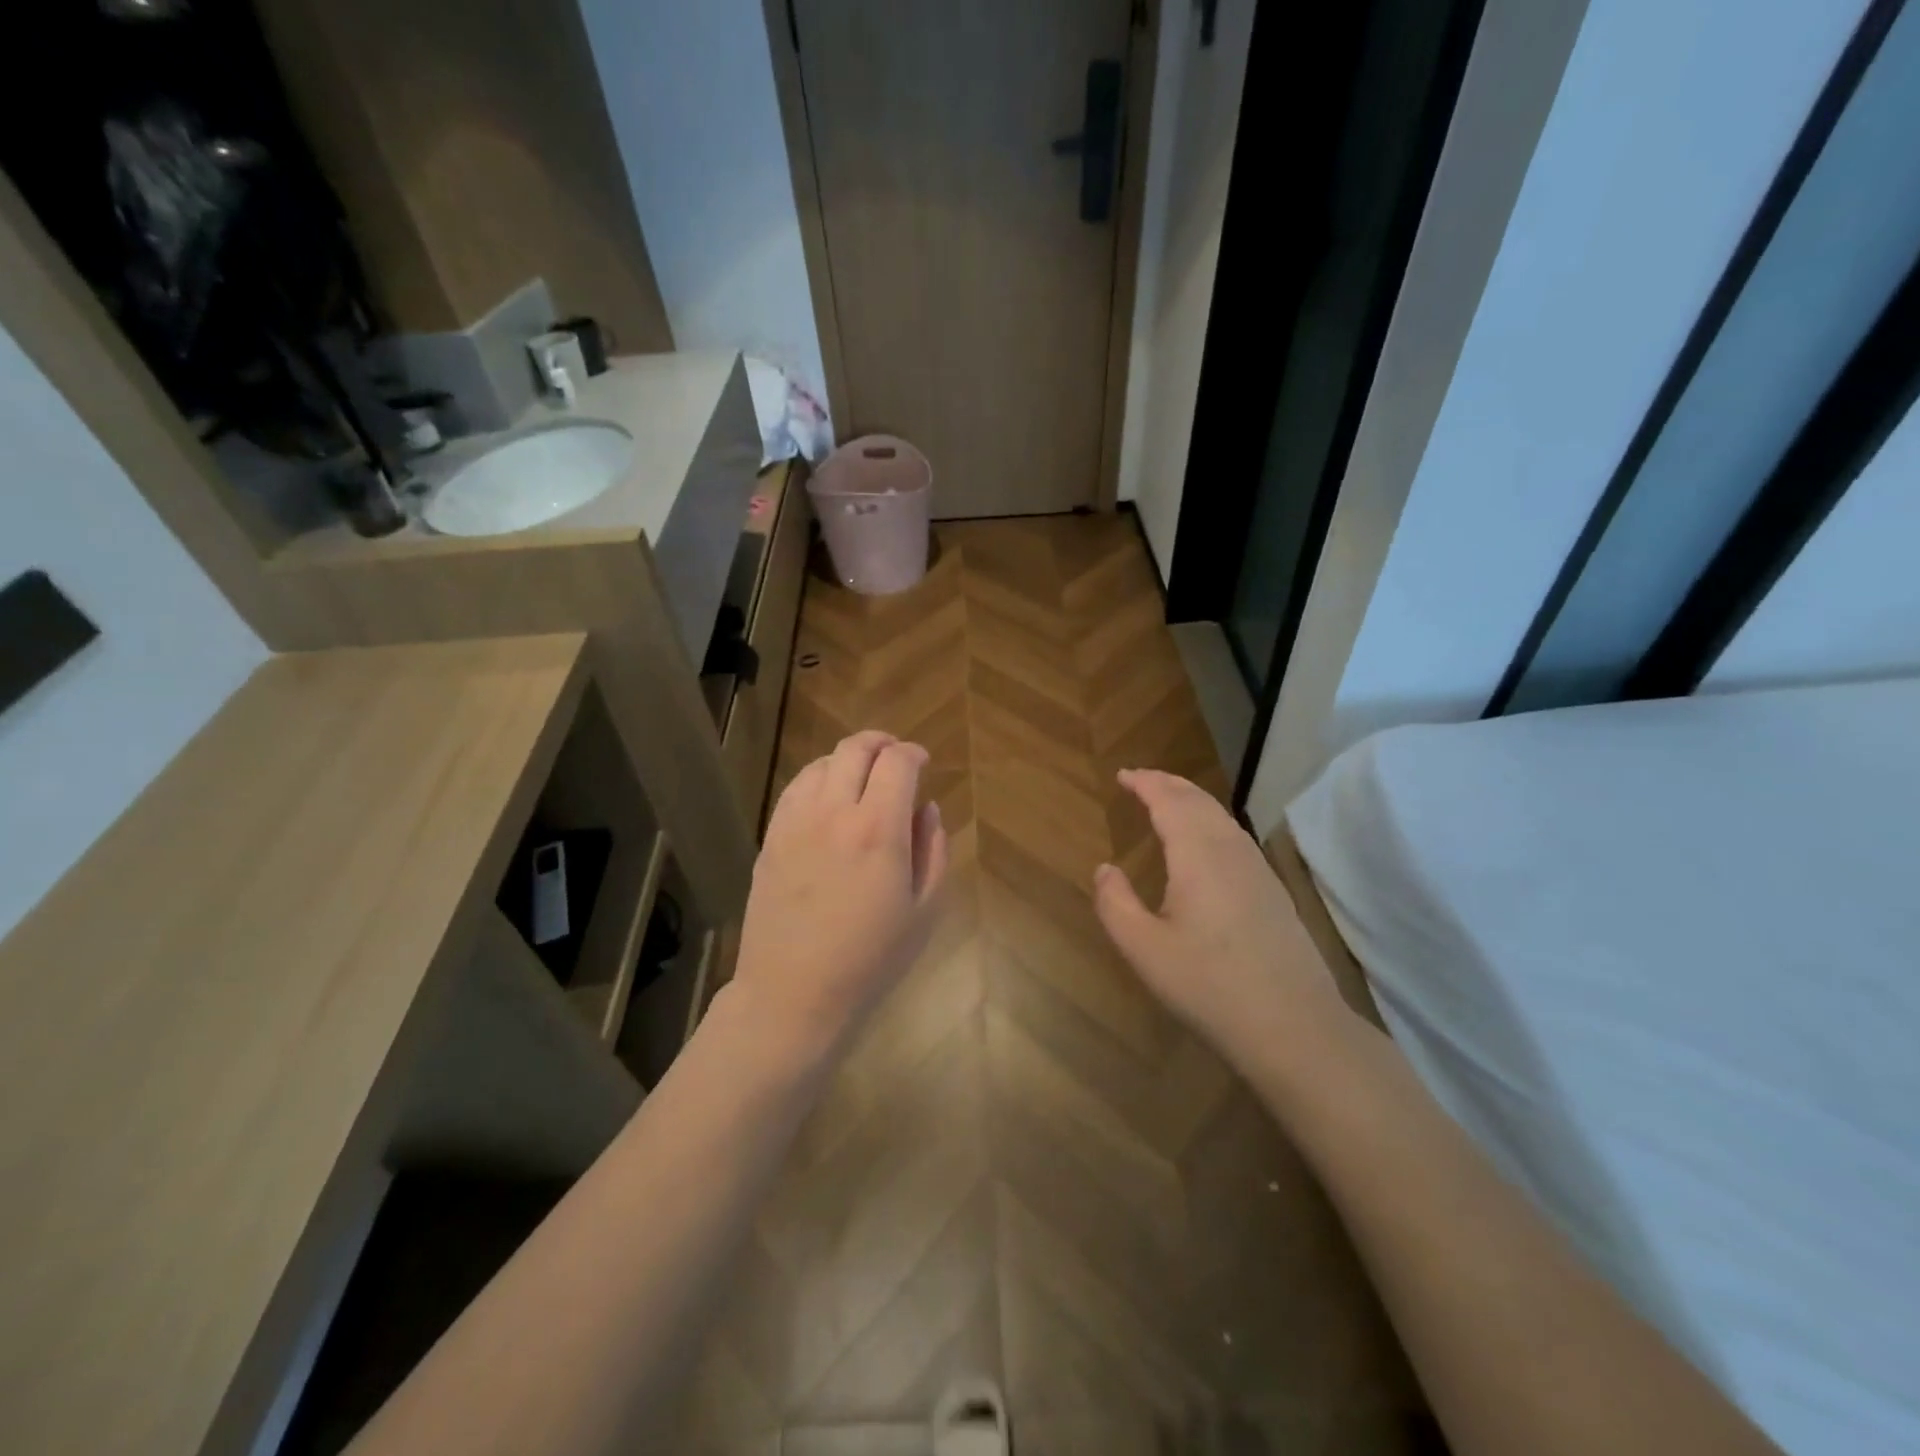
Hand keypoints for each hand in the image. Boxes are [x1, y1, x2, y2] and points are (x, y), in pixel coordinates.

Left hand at [731, 731, 948, 1056]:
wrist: (793, 993)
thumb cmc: (870, 959)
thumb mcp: (924, 910)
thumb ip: (932, 849)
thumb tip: (925, 808)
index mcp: (879, 829)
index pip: (897, 763)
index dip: (914, 753)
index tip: (923, 761)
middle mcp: (834, 812)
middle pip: (855, 749)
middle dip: (882, 743)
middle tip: (896, 756)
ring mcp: (795, 822)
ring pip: (822, 763)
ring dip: (848, 759)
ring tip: (863, 777)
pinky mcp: (771, 838)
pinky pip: (795, 789)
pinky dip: (818, 779)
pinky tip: (828, 799)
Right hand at [1092, 769, 1347, 1074]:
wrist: (1293, 1026)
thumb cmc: (1209, 986)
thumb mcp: (1144, 950)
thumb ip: (1115, 903)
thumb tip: (1105, 868)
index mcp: (1198, 855)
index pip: (1169, 800)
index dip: (1145, 783)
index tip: (1122, 775)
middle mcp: (1230, 850)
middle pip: (1198, 800)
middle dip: (1167, 783)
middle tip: (1140, 780)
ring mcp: (1258, 869)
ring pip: (1220, 816)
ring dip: (1190, 800)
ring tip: (1167, 801)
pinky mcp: (1272, 890)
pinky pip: (1234, 835)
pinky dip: (1209, 821)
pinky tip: (1203, 843)